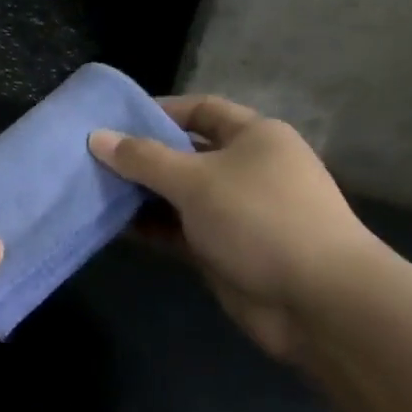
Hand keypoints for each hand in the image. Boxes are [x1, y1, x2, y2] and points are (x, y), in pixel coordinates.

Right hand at [89, 96, 382, 362]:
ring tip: (93, 189)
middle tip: (92, 157)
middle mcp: (248, 168)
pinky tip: (114, 225)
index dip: (158, 110)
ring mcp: (237, 212)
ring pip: (179, 194)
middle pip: (185, 153)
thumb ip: (142, 159)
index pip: (201, 109)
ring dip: (142, 194)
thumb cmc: (259, 219)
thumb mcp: (195, 180)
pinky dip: (151, 226)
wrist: (319, 302)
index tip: (113, 119)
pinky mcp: (226, 249)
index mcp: (255, 137)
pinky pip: (180, 229)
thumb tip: (97, 137)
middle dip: (141, 156)